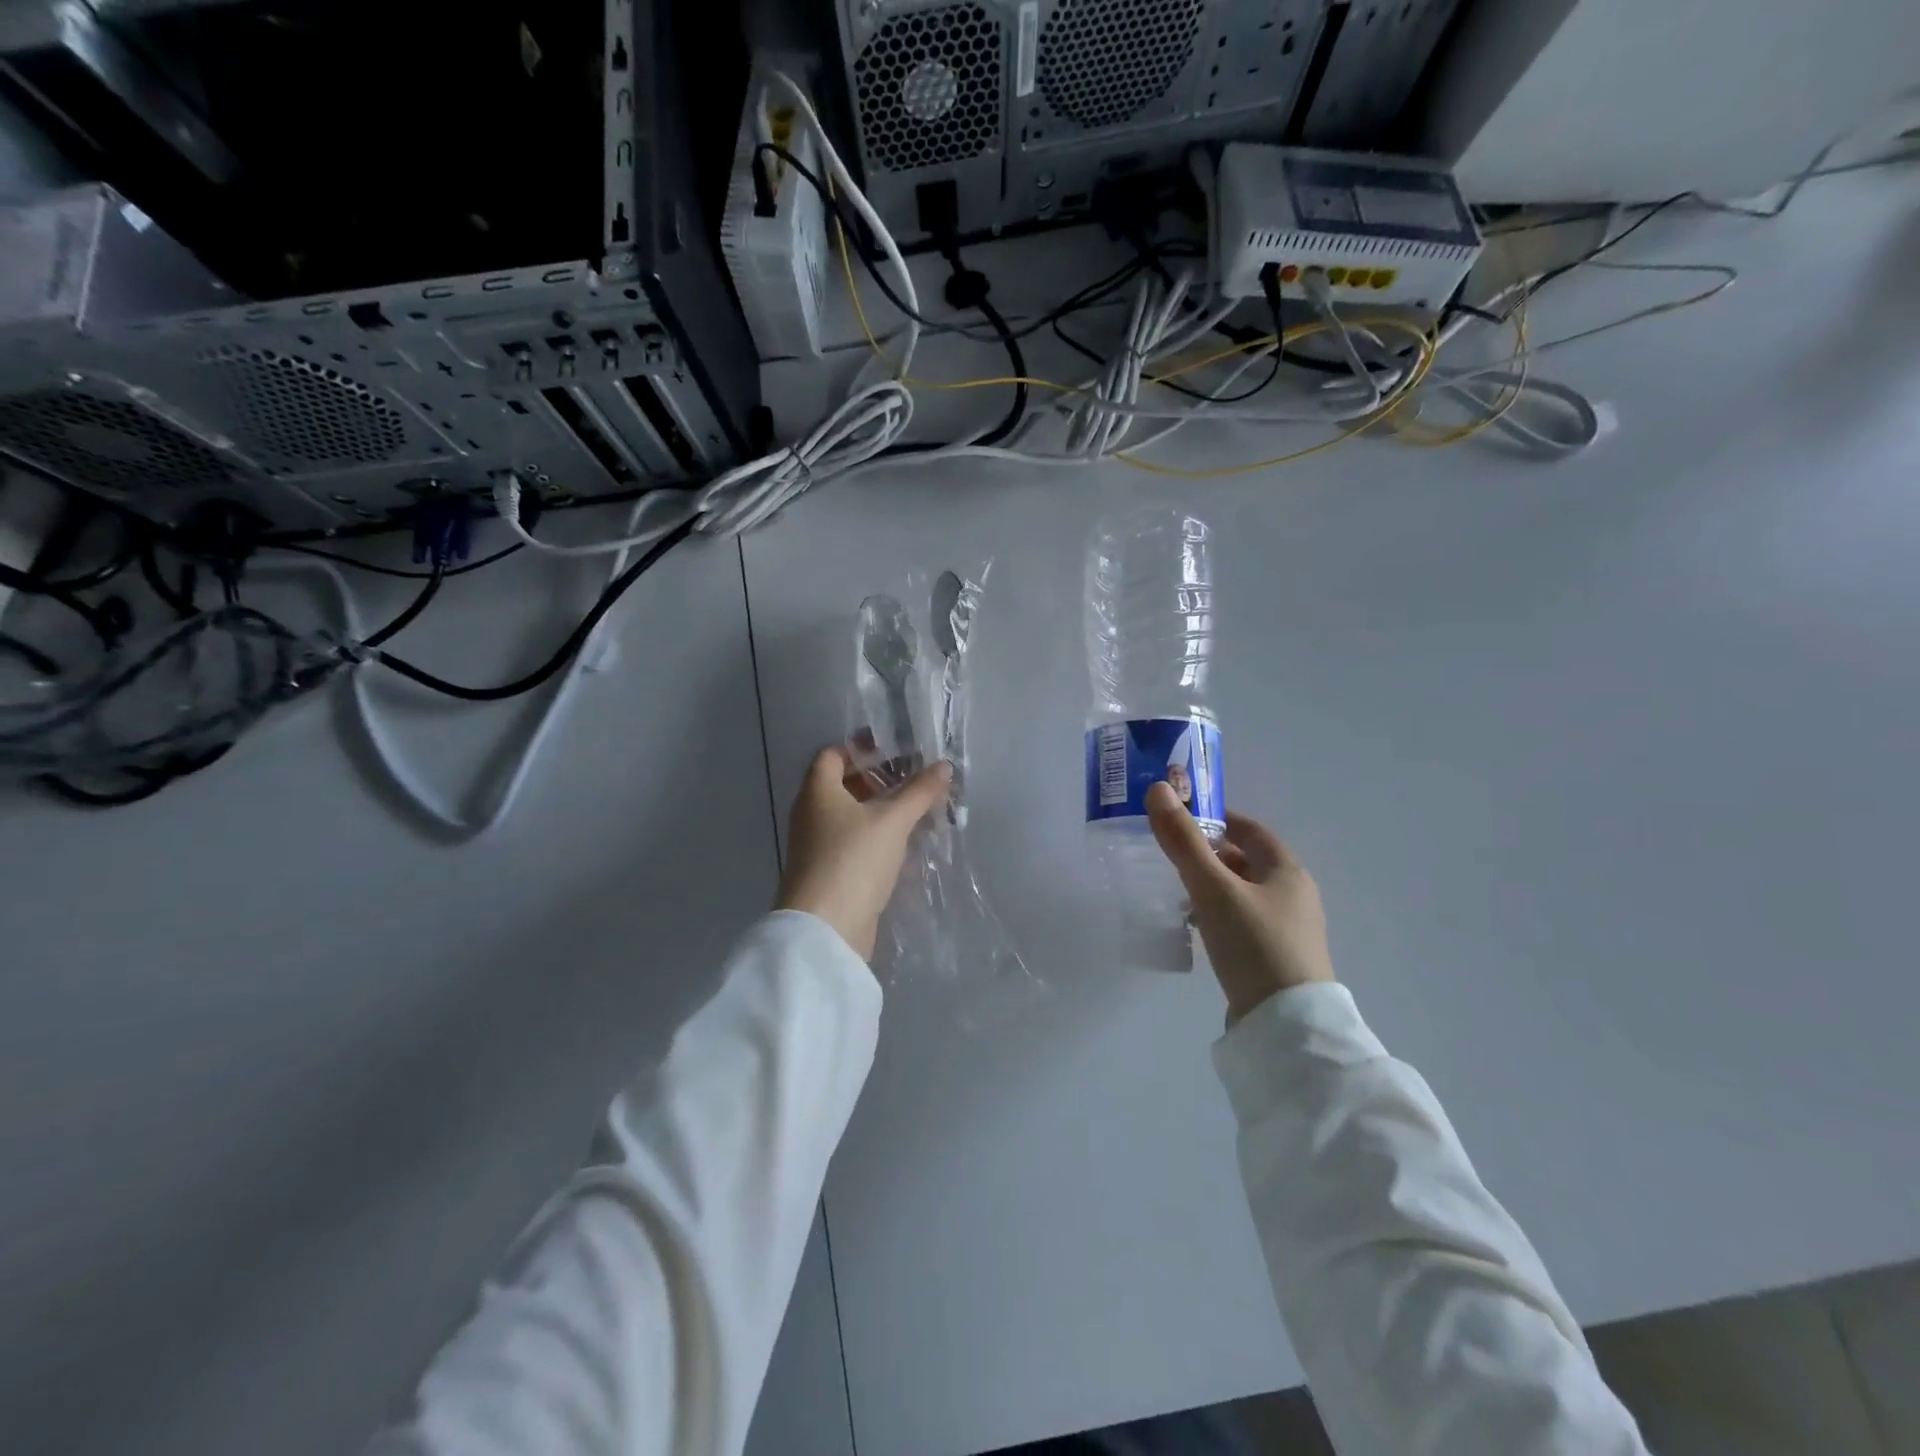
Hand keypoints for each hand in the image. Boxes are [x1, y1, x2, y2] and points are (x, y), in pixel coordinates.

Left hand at [777, 747, 952, 961]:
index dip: (861, 748)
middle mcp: (811, 814)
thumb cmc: (853, 860)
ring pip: (850, 816)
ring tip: (917, 810)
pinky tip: (904, 843)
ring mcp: (817, 846)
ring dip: (880, 810)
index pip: (832, 755)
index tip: (895, 750)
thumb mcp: (892, 821)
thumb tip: (944, 766)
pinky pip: (853, 842)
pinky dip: (876, 836)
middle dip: (878, 780)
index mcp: (817, 792)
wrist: (825, 929)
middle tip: (914, 780)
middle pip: (843, 785)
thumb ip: (919, 792)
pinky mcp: (829, 872)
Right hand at [1146, 782, 1335, 1023]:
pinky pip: (1242, 922)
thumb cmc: (1255, 944)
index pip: (1251, 830)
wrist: (1287, 1026)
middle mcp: (1293, 895)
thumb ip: (1184, 842)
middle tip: (1169, 855)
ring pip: (1242, 893)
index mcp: (1287, 871)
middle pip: (1246, 862)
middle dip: (1209, 854)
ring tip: (1175, 890)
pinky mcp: (1275, 958)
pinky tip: (1195, 927)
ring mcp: (1287, 930)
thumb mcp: (1213, 888)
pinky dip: (1218, 914)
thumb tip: (1159, 789)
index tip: (1182, 819)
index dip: (1218, 819)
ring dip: (1211, 886)